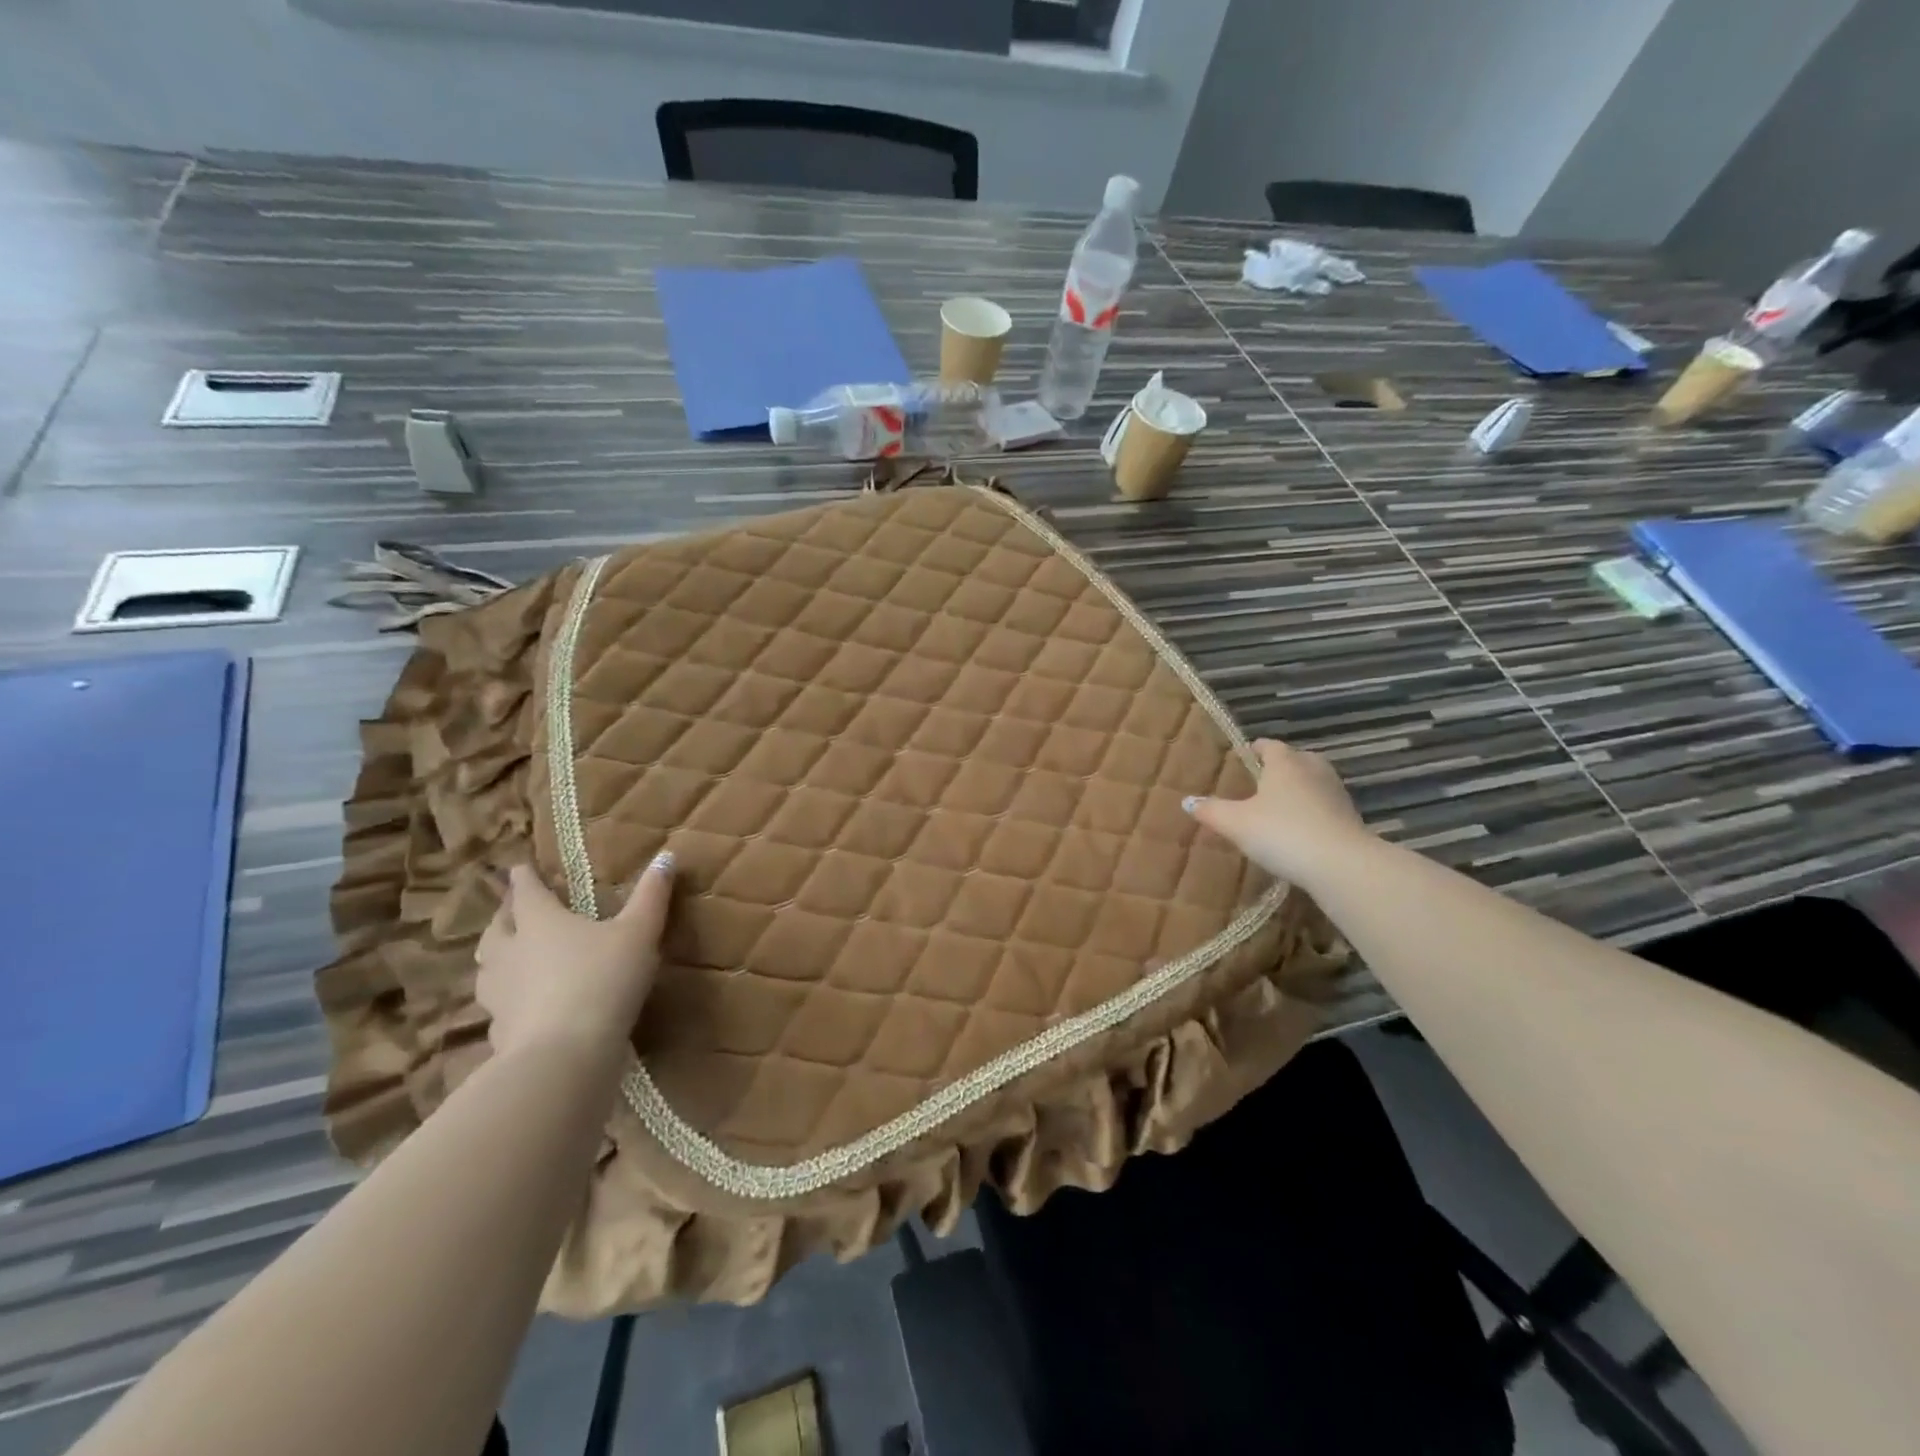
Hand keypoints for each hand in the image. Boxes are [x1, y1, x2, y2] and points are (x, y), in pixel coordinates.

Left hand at [475, 854, 674, 1057]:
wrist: (563, 1055)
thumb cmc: (603, 980)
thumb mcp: (639, 933)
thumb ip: (652, 895)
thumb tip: (667, 854)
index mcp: (540, 922)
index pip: (526, 892)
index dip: (523, 877)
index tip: (519, 867)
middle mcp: (510, 952)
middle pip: (497, 928)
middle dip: (505, 916)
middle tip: (513, 910)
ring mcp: (499, 994)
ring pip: (487, 967)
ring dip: (495, 957)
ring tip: (508, 956)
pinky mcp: (499, 1031)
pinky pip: (497, 1008)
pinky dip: (505, 1000)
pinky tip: (519, 1007)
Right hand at [1184, 739, 1369, 884]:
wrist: (1340, 864)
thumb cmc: (1281, 832)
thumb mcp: (1236, 823)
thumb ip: (1211, 810)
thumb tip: (1187, 801)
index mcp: (1285, 763)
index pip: (1269, 746)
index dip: (1255, 749)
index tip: (1243, 756)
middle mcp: (1313, 770)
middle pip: (1297, 759)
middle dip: (1281, 766)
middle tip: (1262, 781)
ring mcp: (1336, 793)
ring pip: (1314, 781)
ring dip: (1300, 789)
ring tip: (1280, 805)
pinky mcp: (1351, 817)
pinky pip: (1326, 806)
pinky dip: (1313, 811)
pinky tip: (1301, 829)